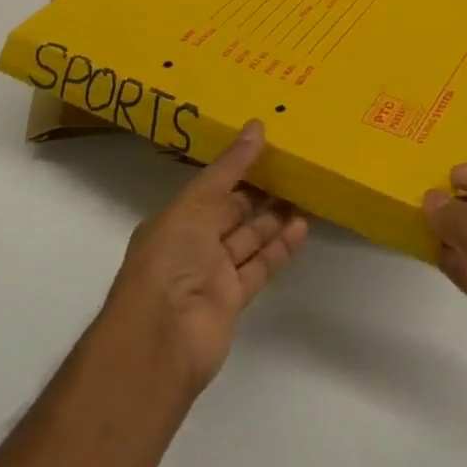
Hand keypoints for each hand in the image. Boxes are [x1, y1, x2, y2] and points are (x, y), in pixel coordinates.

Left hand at [101, 120, 307, 393]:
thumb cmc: (170, 259)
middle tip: (293, 166)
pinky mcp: (233, 300)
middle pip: (231, 213)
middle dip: (259, 192)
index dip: (237, 169)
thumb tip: (256, 126)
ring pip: (249, 238)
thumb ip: (230, 167)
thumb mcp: (196, 202)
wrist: (161, 340)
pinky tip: (302, 225)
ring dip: (274, 217)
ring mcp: (212, 274)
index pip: (211, 188)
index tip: (267, 147)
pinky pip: (260, 266)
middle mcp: (192, 245)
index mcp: (175, 219)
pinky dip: (280, 247)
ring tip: (305, 190)